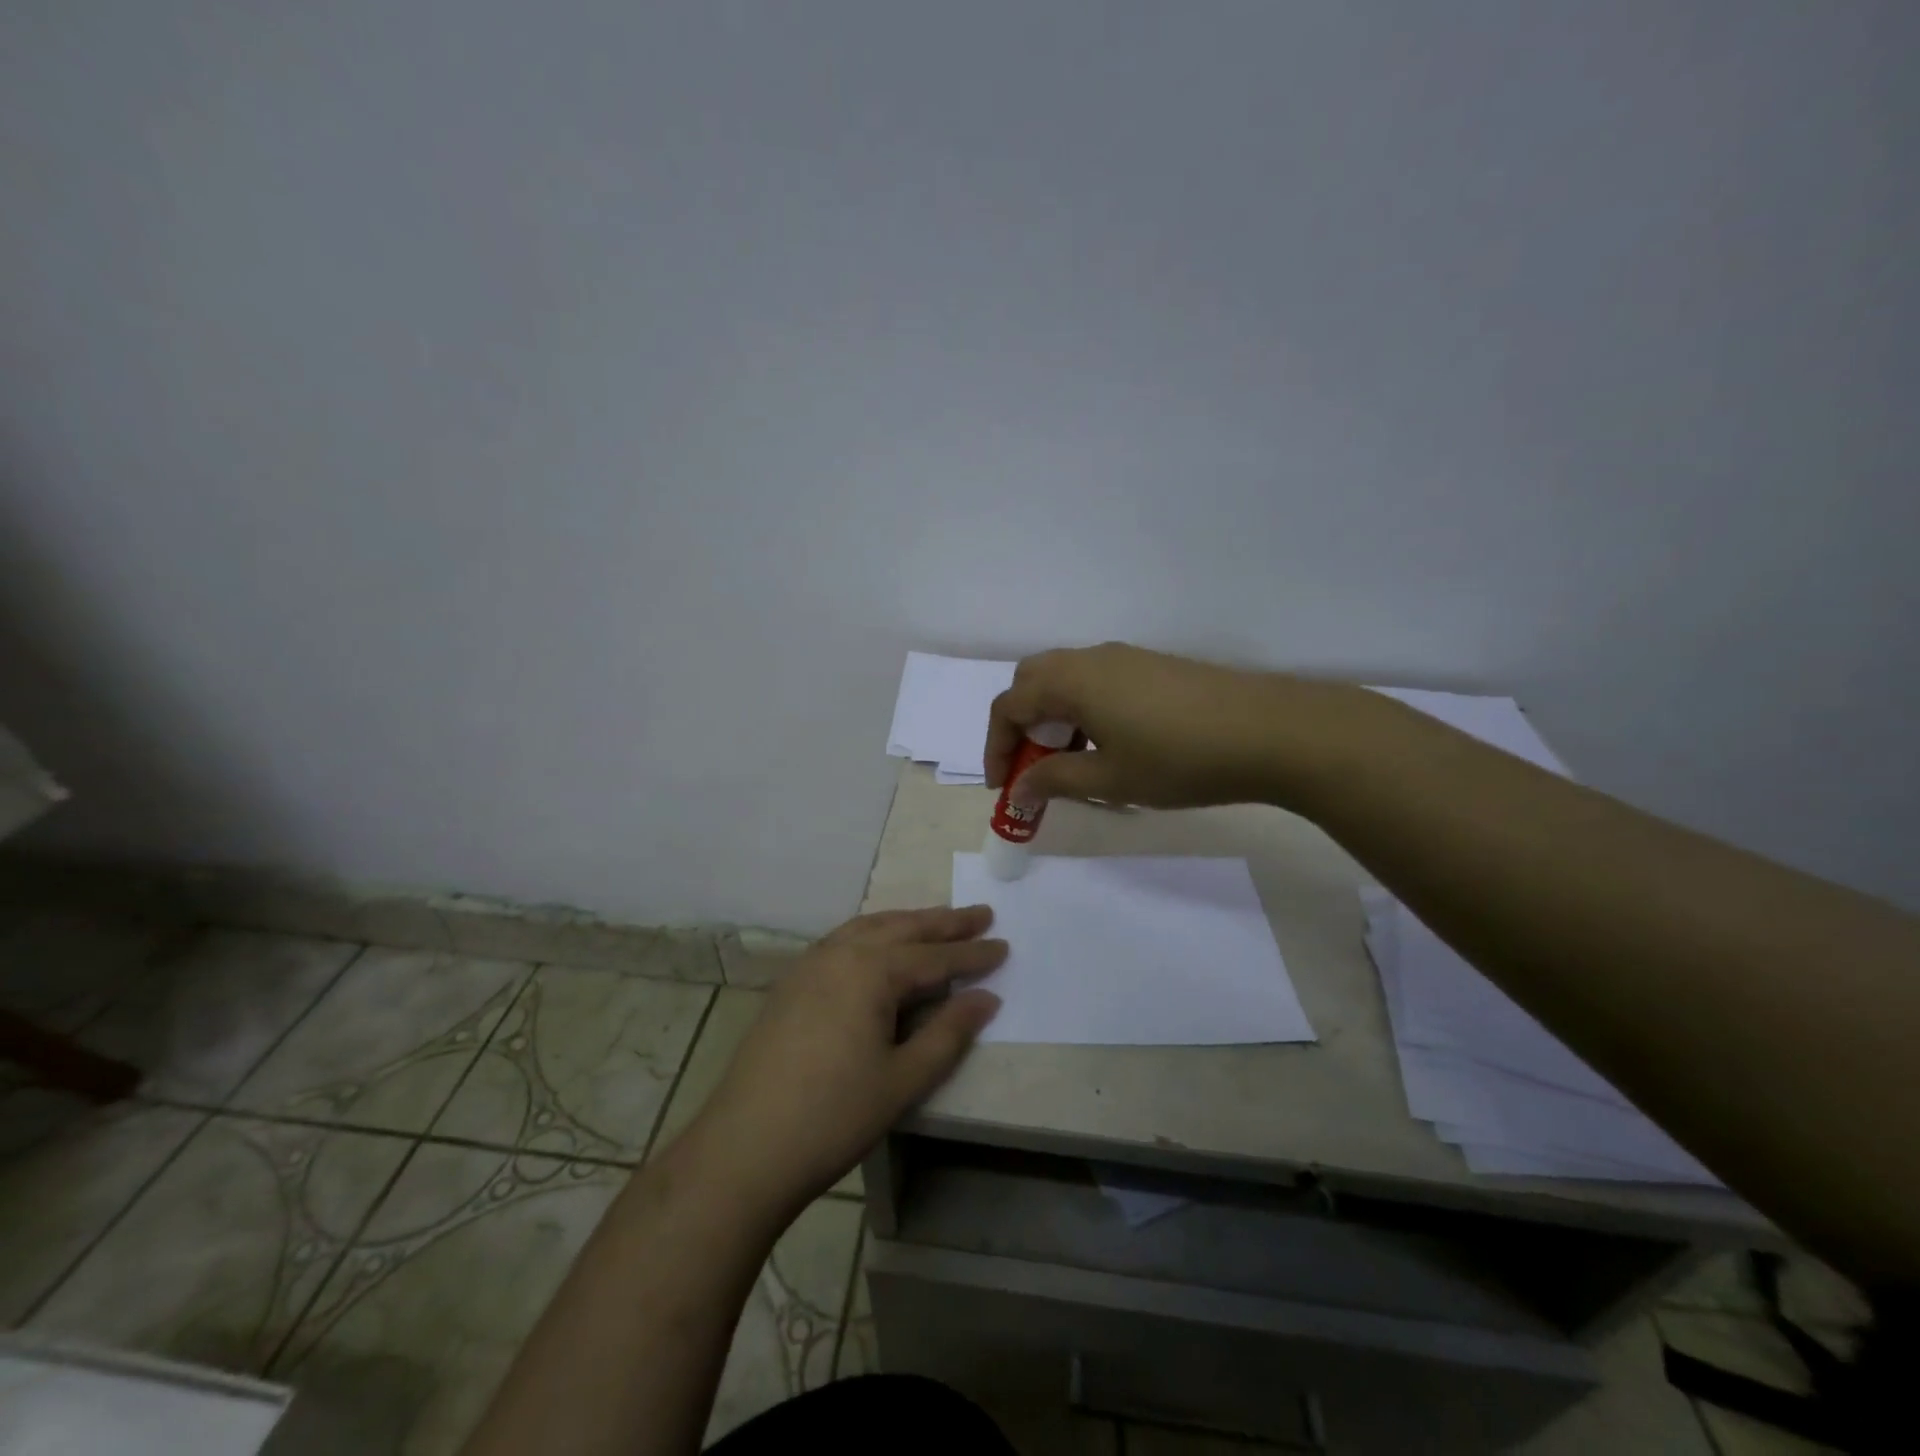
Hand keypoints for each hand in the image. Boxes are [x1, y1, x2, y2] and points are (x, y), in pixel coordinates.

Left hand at [681, 906, 1004, 1217]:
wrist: (745, 1146)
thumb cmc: (834, 1115)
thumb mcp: (903, 1079)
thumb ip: (948, 1033)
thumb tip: (986, 998)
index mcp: (872, 970)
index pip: (935, 956)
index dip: (972, 954)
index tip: (1004, 945)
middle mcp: (841, 952)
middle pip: (903, 928)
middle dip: (944, 923)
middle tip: (980, 914)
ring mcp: (811, 963)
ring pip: (870, 927)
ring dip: (908, 922)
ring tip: (937, 922)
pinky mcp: (792, 981)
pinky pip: (844, 940)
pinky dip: (874, 933)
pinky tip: (880, 945)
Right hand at [986, 642, 1353, 809]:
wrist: (1269, 731)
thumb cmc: (1179, 759)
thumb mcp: (1110, 779)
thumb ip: (1054, 780)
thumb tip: (1019, 789)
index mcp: (1071, 681)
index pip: (1009, 705)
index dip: (996, 747)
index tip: (1004, 787)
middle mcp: (1091, 658)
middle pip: (1032, 682)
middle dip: (1021, 725)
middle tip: (1032, 767)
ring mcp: (1126, 657)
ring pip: (1066, 680)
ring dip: (1053, 717)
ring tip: (1072, 763)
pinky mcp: (1153, 666)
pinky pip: (1097, 681)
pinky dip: (1083, 710)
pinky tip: (1111, 744)